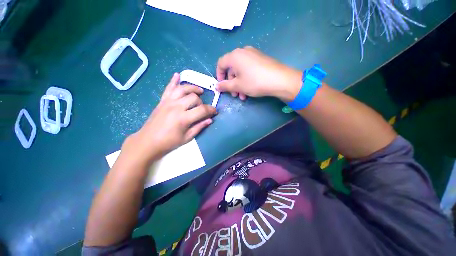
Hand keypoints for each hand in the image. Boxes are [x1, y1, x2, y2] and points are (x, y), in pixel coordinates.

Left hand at [123, 73, 216, 161]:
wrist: (148, 141)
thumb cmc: (169, 142)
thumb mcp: (187, 138)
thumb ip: (199, 127)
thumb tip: (210, 120)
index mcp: (183, 118)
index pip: (202, 110)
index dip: (211, 110)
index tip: (214, 112)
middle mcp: (176, 106)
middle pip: (194, 97)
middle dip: (202, 102)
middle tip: (203, 108)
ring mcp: (168, 102)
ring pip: (183, 89)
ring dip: (193, 88)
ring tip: (199, 91)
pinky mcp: (162, 101)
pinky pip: (168, 88)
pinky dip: (173, 81)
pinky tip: (177, 75)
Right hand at [216, 46, 301, 101]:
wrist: (280, 80)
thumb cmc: (255, 82)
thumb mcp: (238, 86)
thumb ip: (225, 86)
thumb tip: (217, 86)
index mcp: (235, 56)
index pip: (221, 63)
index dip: (219, 75)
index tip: (221, 86)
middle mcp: (243, 52)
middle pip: (231, 68)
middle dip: (231, 83)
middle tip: (234, 95)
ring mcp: (253, 54)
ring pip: (240, 71)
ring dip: (239, 84)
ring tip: (242, 96)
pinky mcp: (260, 59)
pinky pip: (248, 69)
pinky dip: (246, 79)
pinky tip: (249, 90)